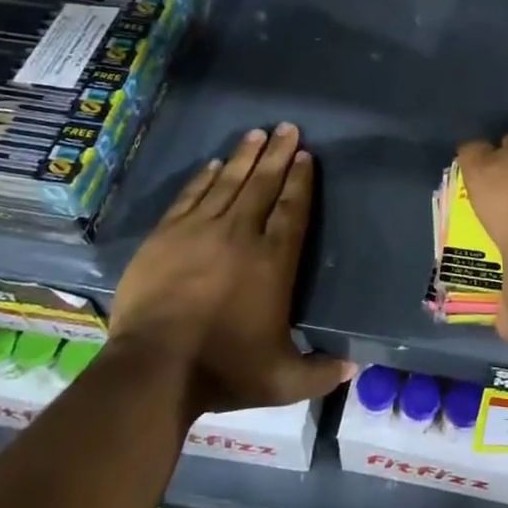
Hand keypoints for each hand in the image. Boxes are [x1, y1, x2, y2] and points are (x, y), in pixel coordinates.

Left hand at [110, 124, 352, 418]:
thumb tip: (354, 369)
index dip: (300, 180)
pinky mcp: (165, 236)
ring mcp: (199, 231)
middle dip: (277, 154)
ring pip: (228, 183)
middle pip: (263, 185)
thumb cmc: (223, 369)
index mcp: (273, 261)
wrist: (153, 370)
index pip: (292, 209)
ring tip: (256, 134)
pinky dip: (204, 178)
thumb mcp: (281, 380)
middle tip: (286, 127)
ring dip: (244, 157)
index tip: (304, 156)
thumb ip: (319, 371)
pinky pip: (191, 197)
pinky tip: (213, 164)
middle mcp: (240, 235)